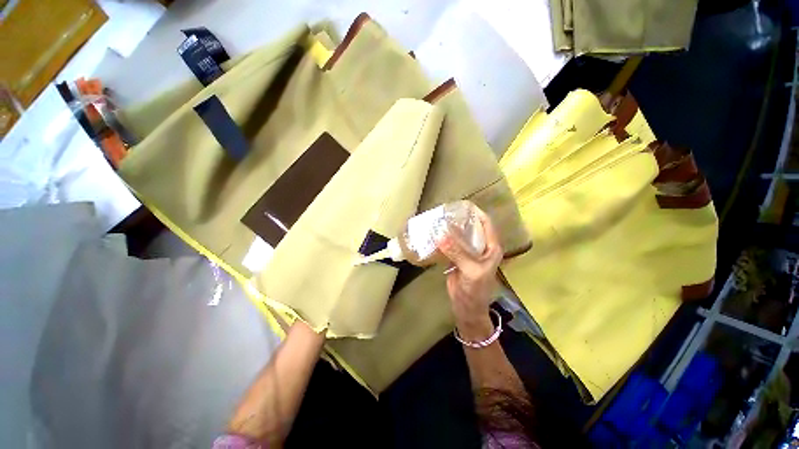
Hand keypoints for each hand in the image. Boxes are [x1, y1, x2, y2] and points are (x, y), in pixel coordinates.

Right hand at [437, 205, 502, 340]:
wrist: (467, 307)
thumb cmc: (476, 290)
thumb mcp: (471, 270)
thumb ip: (458, 252)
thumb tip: (441, 235)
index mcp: (491, 247)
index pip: (486, 223)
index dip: (476, 212)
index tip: (462, 204)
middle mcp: (481, 247)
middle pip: (471, 227)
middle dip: (460, 219)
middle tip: (445, 212)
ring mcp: (468, 253)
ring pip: (460, 236)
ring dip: (450, 229)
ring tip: (438, 220)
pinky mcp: (457, 258)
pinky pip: (451, 245)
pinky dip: (444, 240)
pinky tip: (434, 235)